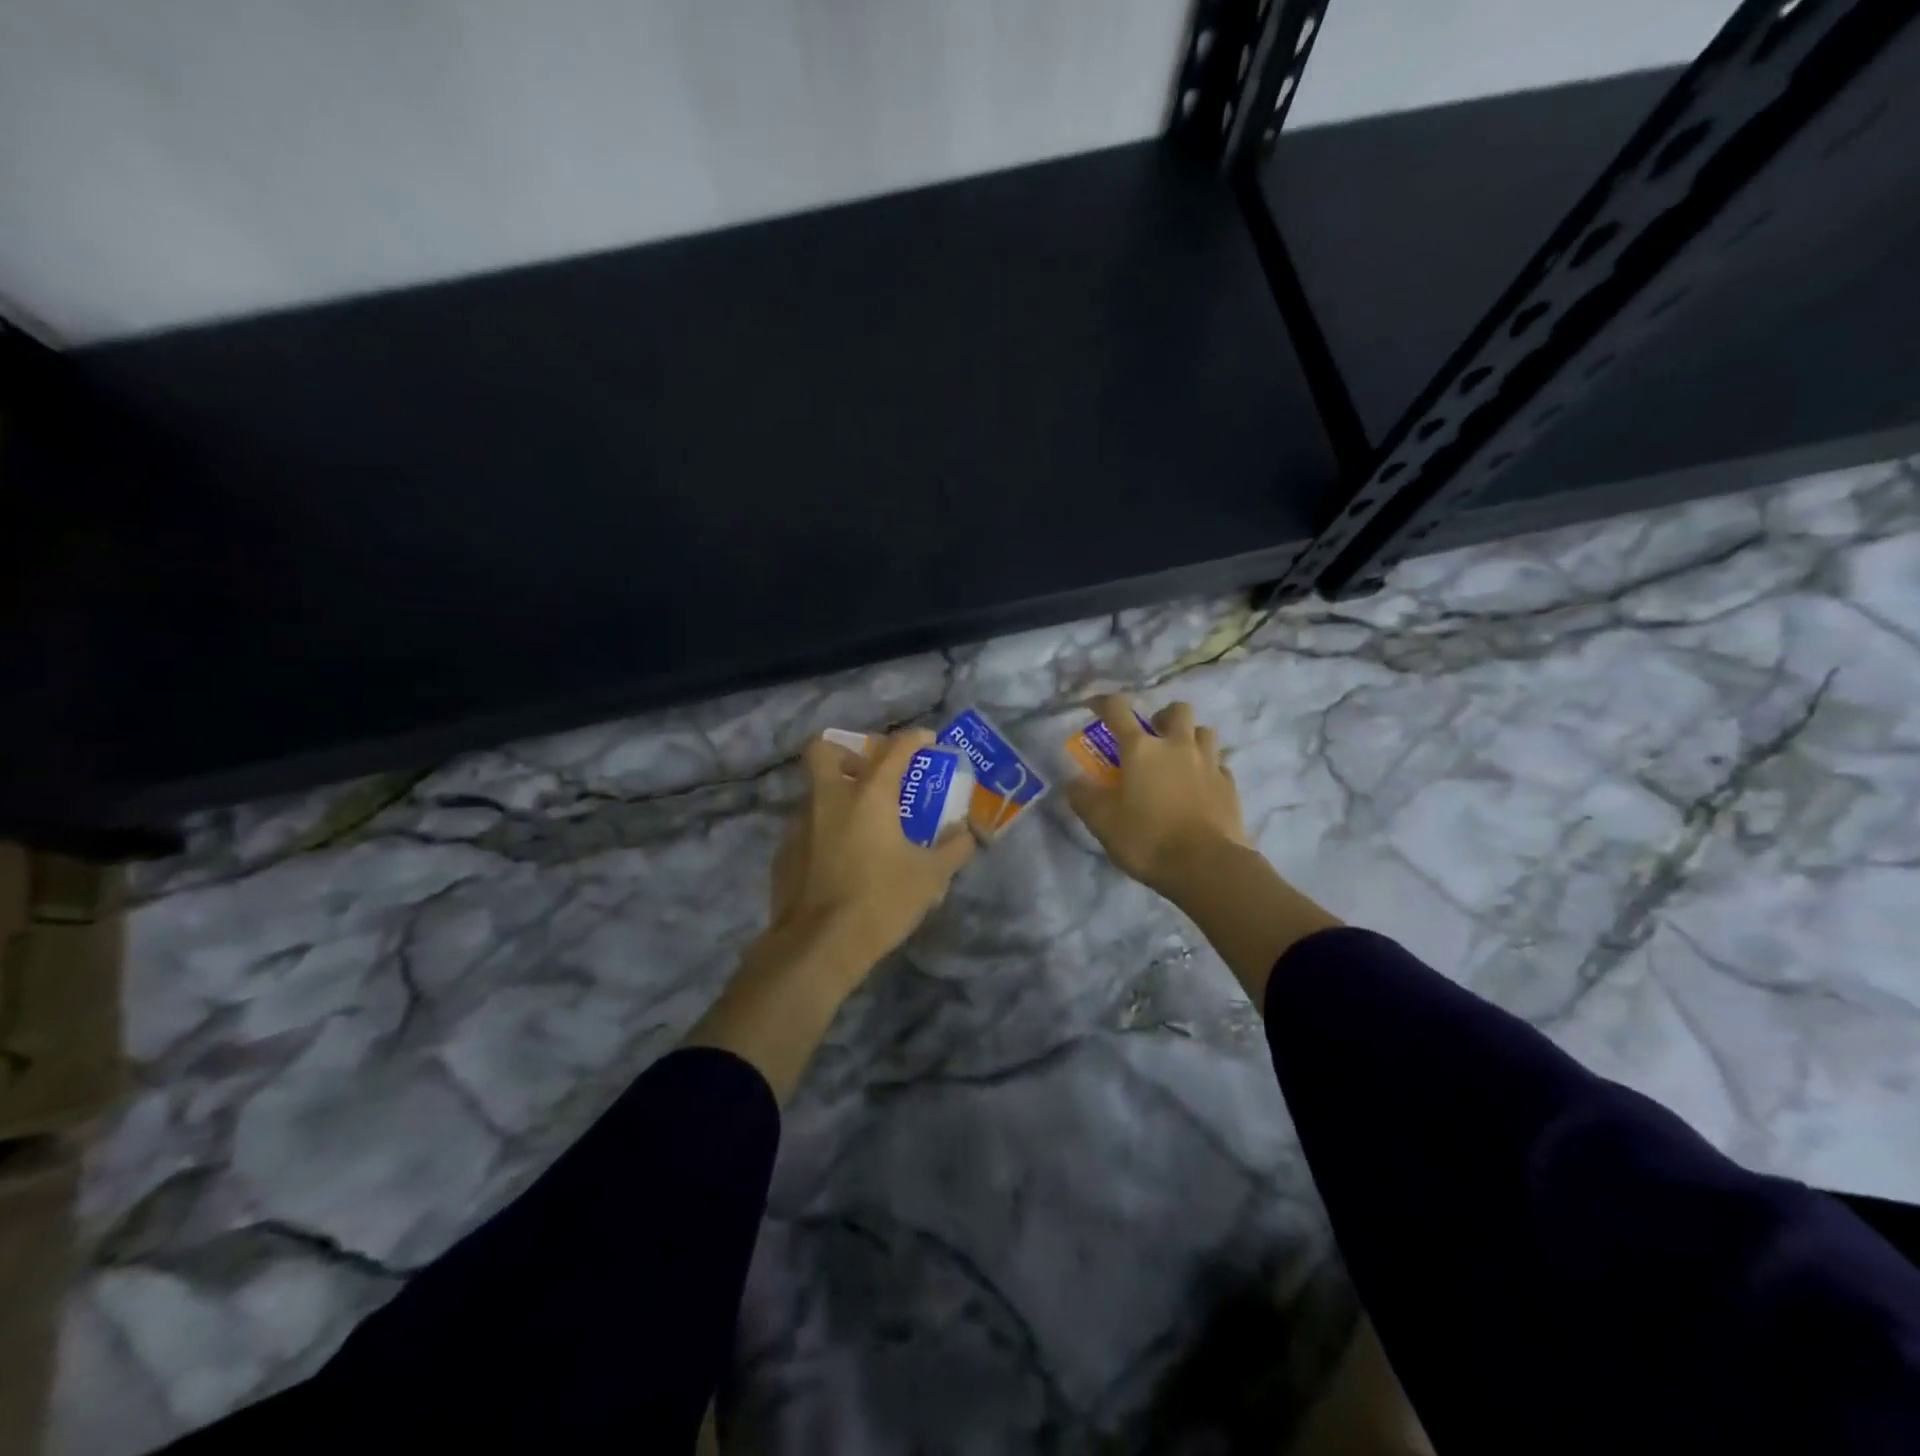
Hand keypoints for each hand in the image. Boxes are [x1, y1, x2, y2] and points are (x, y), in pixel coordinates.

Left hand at [687, 729, 975, 1103]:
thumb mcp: (930, 878)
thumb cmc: (880, 902)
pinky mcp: (783, 852)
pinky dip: (824, 829)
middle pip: (824, 749)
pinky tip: (840, 858)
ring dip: (837, 794)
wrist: (817, 947)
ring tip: (861, 824)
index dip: (914, 739)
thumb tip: (965, 834)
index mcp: (868, 795)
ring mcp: (799, 824)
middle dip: (846, 751)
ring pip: (815, 791)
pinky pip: (806, 826)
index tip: (928, 741)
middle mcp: (828, 798)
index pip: (894, 749)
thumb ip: (953, 849)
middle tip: (869, 772)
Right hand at [1065, 695, 1249, 896]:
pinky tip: (1201, 784)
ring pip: (1204, 731)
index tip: (1095, 705)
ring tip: (1180, 757)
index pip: (1118, 710)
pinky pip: (1220, 764)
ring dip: (1190, 737)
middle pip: (1177, 710)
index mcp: (1141, 749)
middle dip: (1163, 716)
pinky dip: (1209, 767)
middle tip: (1153, 735)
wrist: (1206, 866)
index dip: (1103, 702)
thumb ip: (1084, 797)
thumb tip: (1072, 782)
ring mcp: (1209, 763)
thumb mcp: (1102, 822)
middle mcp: (1177, 746)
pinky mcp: (1230, 785)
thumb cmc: (1147, 839)